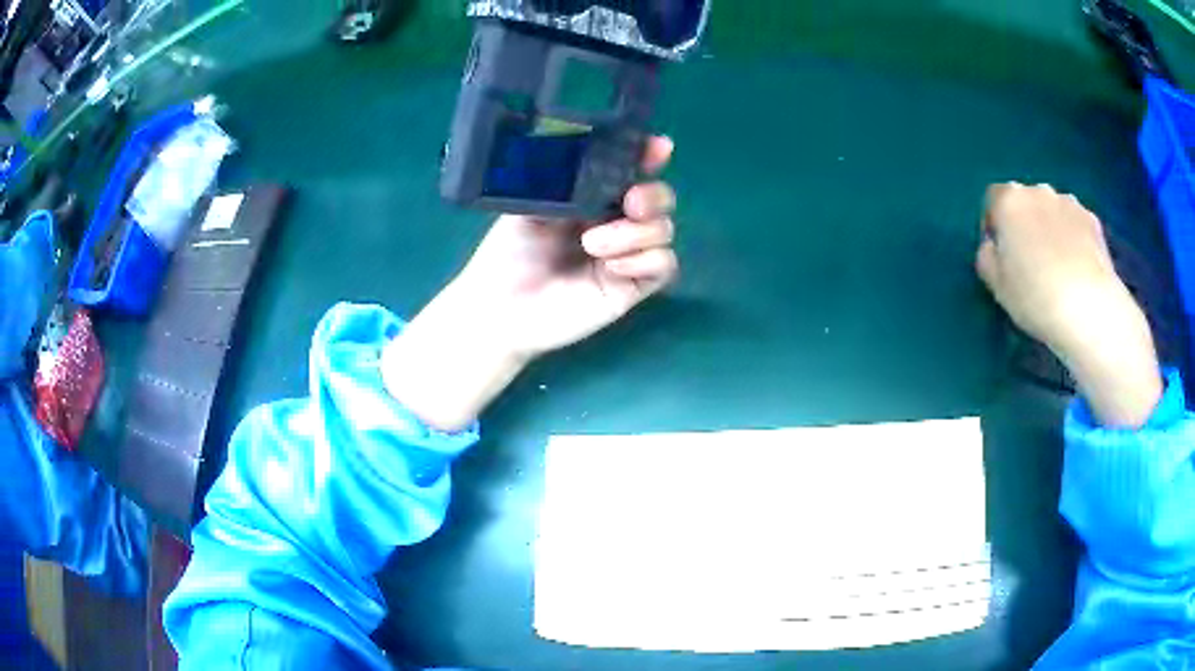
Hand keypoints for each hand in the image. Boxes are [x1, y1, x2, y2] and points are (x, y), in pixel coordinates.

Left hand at [382, 136, 678, 430]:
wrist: (501, 308)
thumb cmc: (507, 254)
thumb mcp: (528, 205)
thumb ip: (559, 178)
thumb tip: (586, 149)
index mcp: (591, 197)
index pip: (630, 171)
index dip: (648, 156)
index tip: (658, 147)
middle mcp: (614, 221)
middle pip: (661, 198)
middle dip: (653, 195)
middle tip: (629, 202)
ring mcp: (626, 255)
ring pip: (664, 230)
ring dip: (635, 233)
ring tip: (593, 246)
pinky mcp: (631, 287)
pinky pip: (664, 265)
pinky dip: (645, 260)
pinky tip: (612, 268)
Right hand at [976, 183, 1161, 427]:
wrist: (1088, 309)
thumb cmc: (1035, 296)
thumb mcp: (995, 284)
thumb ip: (987, 256)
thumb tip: (993, 246)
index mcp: (1009, 200)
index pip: (993, 199)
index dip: (994, 225)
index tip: (1000, 253)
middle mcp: (1038, 191)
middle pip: (1025, 201)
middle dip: (1025, 223)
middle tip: (1029, 260)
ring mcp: (1069, 202)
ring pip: (1052, 210)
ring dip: (1050, 228)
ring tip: (1057, 265)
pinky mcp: (1092, 220)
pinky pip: (1075, 223)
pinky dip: (1073, 238)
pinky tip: (1077, 268)